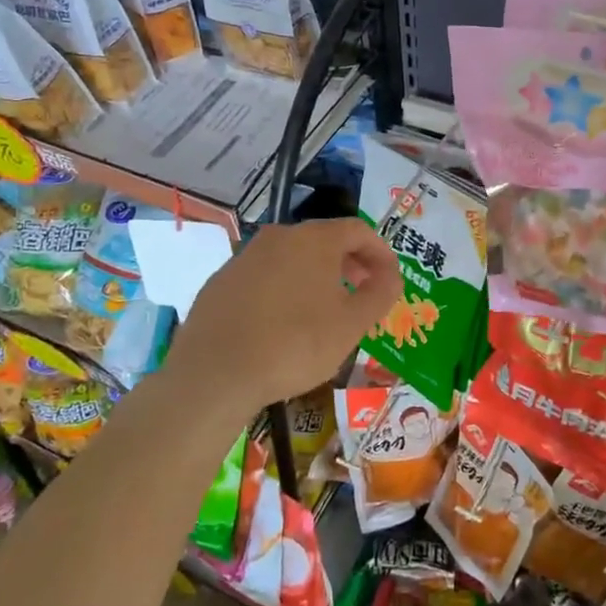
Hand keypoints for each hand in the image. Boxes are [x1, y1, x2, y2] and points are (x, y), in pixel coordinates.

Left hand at [165, 219, 401, 417]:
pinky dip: (285, 289)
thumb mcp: (352, 325)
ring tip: (326, 310)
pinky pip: (265, 276)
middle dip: (350, 264)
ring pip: (293, 258)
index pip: (359, 231)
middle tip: (363, 292)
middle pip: (325, 240)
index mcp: (314, 240)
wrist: (214, 374)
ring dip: (317, 276)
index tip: (391, 280)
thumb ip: (380, 294)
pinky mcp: (221, 282)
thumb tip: (391, 277)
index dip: (381, 253)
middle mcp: (279, 237)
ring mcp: (245, 257)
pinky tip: (284, 323)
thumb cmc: (294, 345)